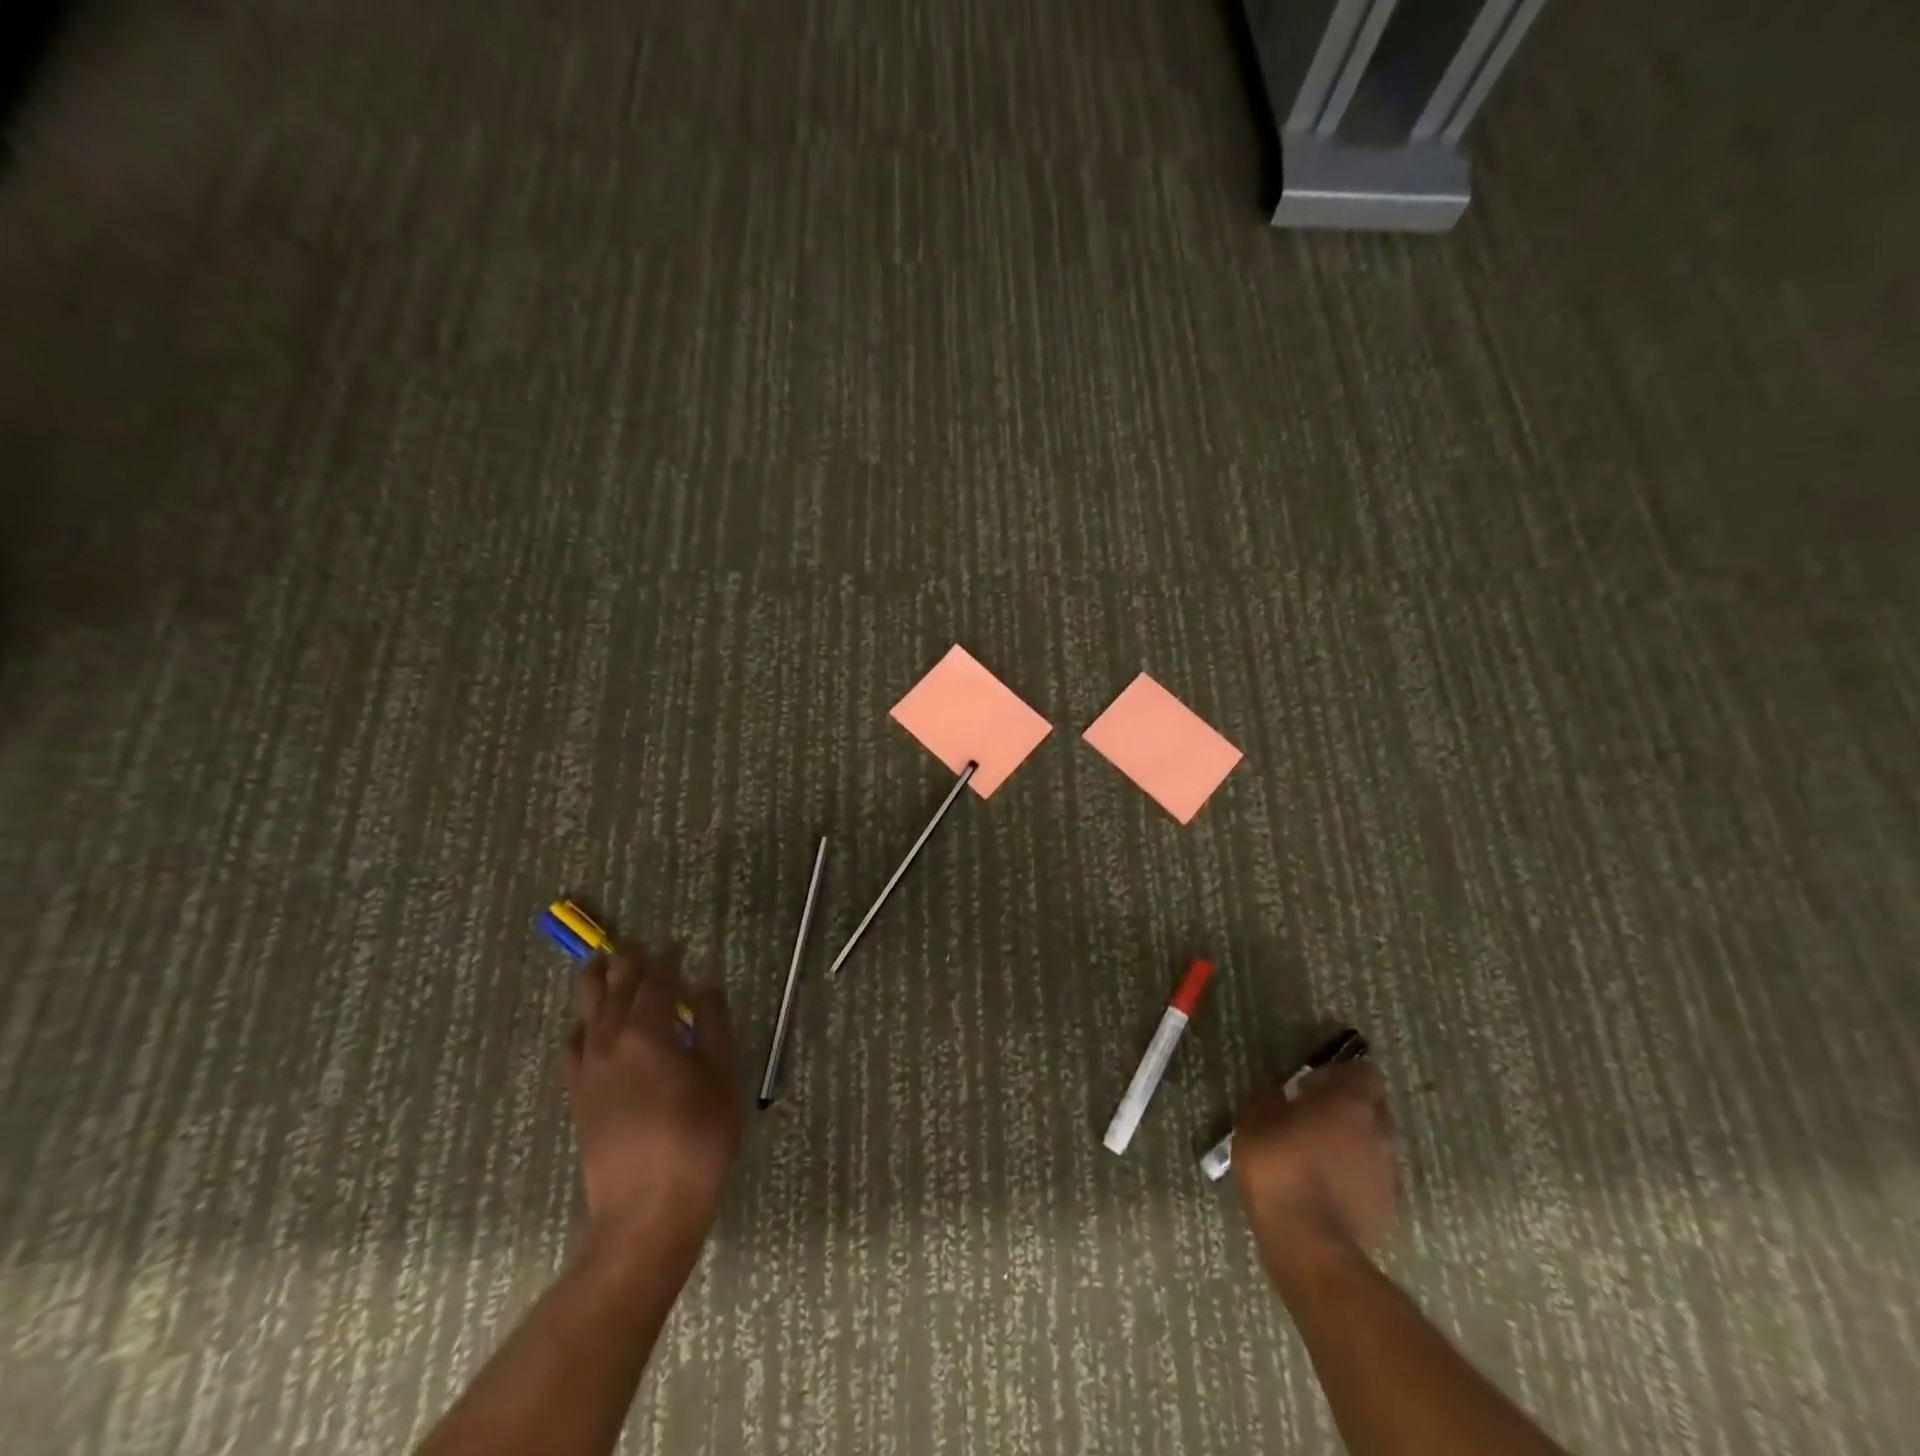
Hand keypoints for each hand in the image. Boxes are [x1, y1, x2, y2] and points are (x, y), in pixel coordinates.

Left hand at [561, 947, 742, 1253]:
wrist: (646, 1211)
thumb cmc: (697, 1139)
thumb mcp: (721, 1076)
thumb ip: (712, 1025)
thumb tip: (705, 985)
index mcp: (649, 1032)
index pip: (657, 981)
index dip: (668, 959)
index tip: (678, 945)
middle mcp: (611, 1042)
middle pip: (615, 990)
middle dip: (627, 963)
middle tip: (634, 945)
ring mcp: (588, 1071)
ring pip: (586, 1013)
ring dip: (594, 985)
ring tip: (597, 965)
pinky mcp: (576, 1098)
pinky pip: (571, 1049)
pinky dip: (577, 1029)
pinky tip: (582, 1029)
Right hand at [1231, 1061, 1396, 1284]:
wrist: (1309, 1245)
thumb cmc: (1279, 1167)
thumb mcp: (1255, 1120)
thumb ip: (1269, 1096)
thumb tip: (1278, 1088)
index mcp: (1351, 1104)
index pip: (1365, 1073)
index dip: (1340, 1075)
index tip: (1311, 1085)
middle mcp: (1379, 1133)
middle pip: (1372, 1109)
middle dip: (1347, 1109)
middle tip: (1311, 1117)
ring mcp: (1387, 1174)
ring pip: (1373, 1145)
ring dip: (1350, 1144)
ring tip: (1315, 1155)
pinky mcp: (1386, 1209)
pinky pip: (1370, 1179)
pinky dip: (1352, 1176)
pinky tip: (1322, 1187)